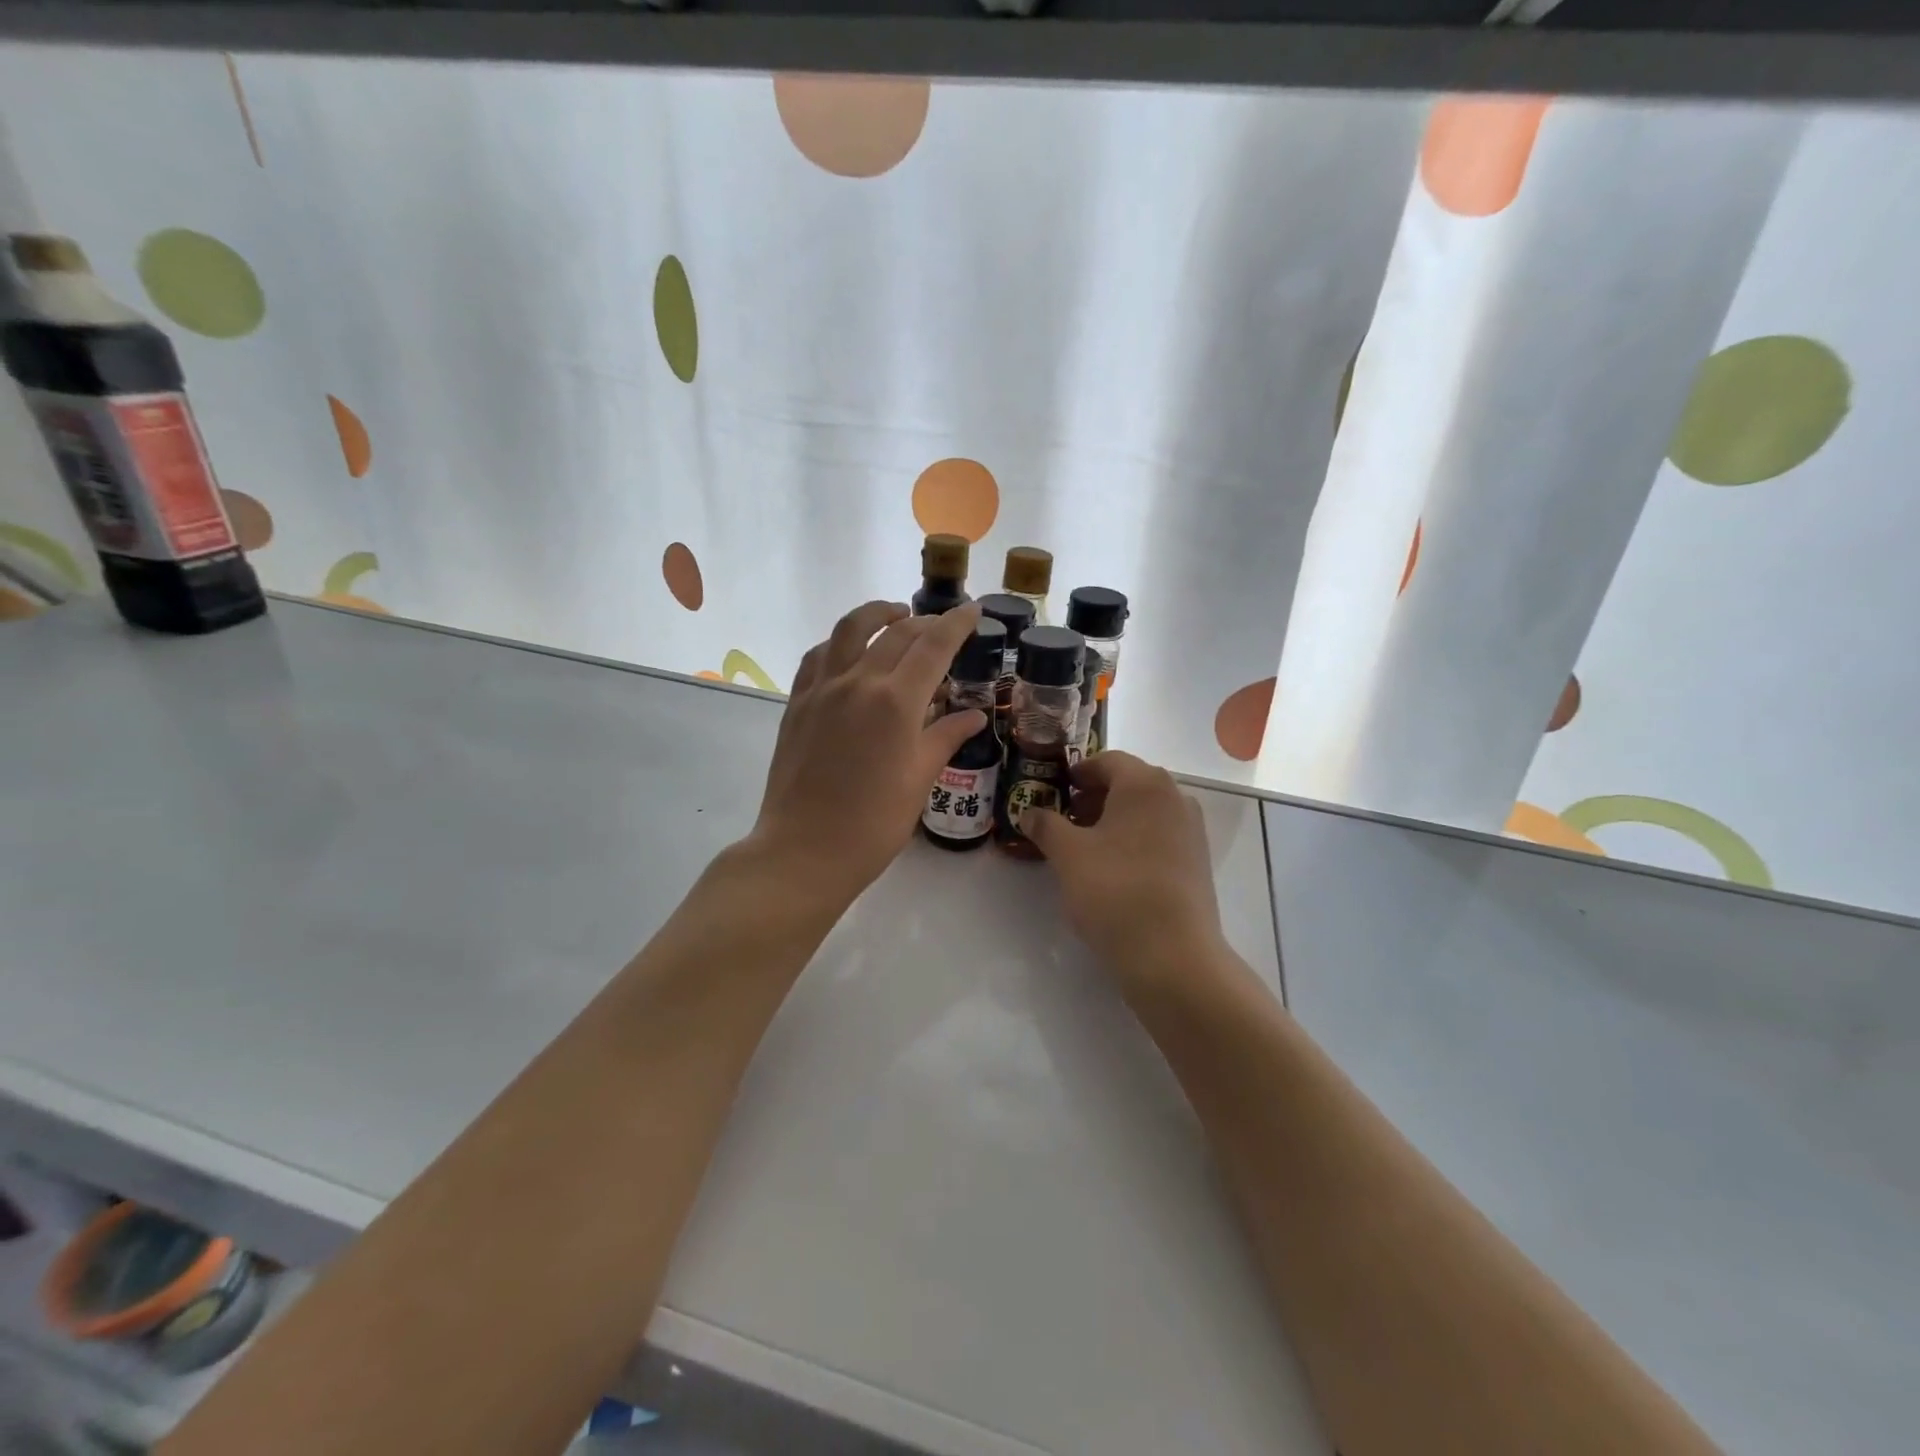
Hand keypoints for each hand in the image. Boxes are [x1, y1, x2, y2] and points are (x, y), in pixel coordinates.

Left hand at [745, 600, 986, 909]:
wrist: (804, 850)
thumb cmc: (872, 824)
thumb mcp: (919, 780)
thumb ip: (945, 737)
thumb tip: (973, 715)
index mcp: (896, 702)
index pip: (934, 645)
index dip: (957, 623)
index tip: (974, 610)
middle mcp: (858, 682)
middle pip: (896, 632)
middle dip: (925, 622)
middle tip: (944, 626)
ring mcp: (822, 689)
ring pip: (849, 630)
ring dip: (877, 614)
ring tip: (895, 615)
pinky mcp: (797, 702)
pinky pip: (819, 655)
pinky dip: (840, 642)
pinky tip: (850, 650)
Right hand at [1022, 752, 1234, 999]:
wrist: (1173, 955)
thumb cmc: (1115, 891)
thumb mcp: (1068, 855)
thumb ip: (1045, 825)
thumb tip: (1029, 812)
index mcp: (1145, 784)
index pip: (1107, 761)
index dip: (1077, 772)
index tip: (1055, 788)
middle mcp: (1175, 797)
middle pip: (1128, 783)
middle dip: (1093, 797)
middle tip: (1063, 818)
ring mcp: (1191, 830)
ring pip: (1144, 811)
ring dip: (1112, 819)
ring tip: (1083, 846)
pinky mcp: (1197, 861)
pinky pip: (1159, 835)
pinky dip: (1133, 839)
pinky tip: (1112, 868)